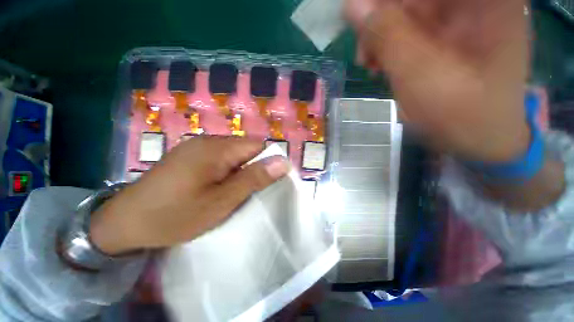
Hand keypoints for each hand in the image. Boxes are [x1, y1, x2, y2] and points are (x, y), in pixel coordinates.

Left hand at [89, 136, 289, 254]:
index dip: (268, 162)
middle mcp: (208, 140)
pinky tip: (219, 187)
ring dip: (240, 170)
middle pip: (246, 148)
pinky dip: (227, 171)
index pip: (258, 145)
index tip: (268, 183)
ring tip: (234, 192)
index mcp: (217, 148)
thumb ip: (254, 179)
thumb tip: (283, 163)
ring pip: (234, 154)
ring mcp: (197, 147)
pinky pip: (220, 158)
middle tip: (249, 192)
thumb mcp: (222, 201)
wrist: (125, 223)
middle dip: (254, 168)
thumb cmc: (176, 215)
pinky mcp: (191, 155)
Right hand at [345, 0, 530, 161]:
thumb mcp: (420, 75)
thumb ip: (387, 36)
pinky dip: (388, 43)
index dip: (384, 3)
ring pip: (405, 8)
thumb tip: (352, 5)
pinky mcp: (447, 31)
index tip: (361, 22)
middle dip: (379, 18)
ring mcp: (461, 13)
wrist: (482, 138)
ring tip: (371, 64)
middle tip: (365, 53)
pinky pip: (408, 25)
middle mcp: (474, 0)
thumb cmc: (462, 114)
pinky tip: (381, 64)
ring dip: (380, 34)